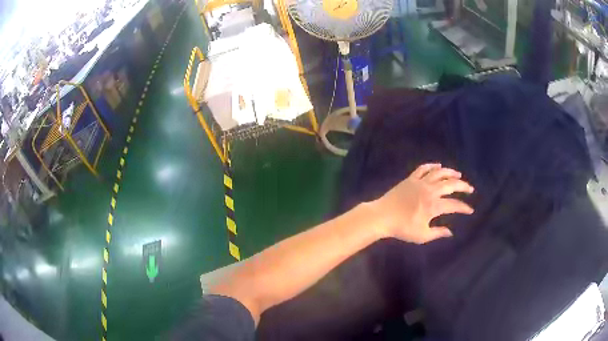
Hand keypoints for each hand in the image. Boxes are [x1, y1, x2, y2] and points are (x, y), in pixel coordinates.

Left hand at [373, 163, 474, 243]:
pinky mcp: (411, 178)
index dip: (464, 208)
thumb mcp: (421, 235)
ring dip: (450, 173)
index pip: (454, 205)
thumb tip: (450, 232)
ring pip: (439, 173)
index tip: (470, 210)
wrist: (382, 216)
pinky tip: (438, 166)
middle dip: (463, 186)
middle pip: (450, 184)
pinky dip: (432, 166)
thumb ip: (437, 233)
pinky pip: (423, 169)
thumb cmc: (402, 228)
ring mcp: (420, 182)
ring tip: (458, 175)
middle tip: (470, 189)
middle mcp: (429, 191)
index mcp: (433, 206)